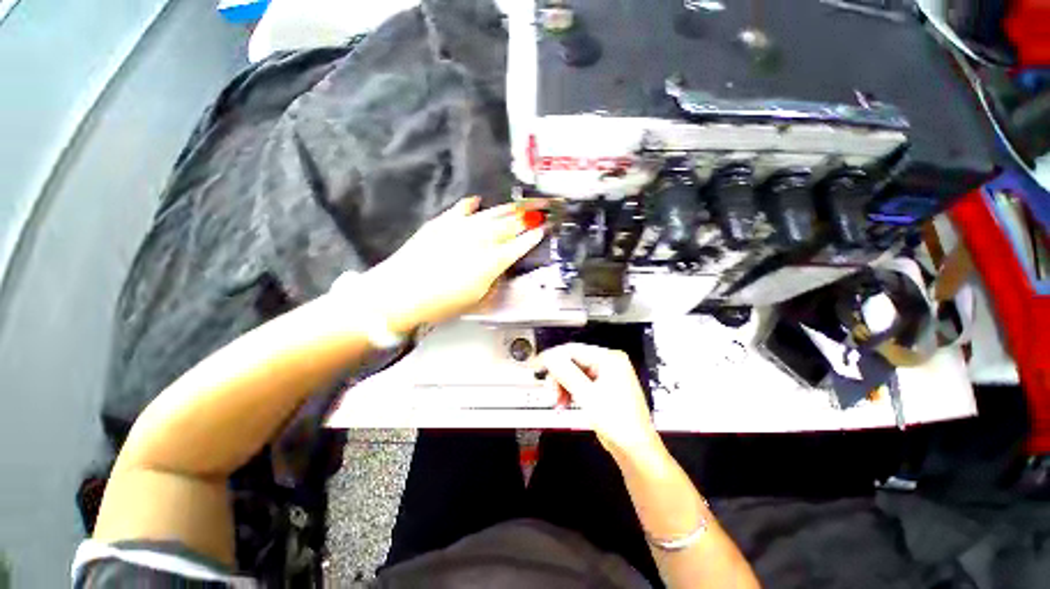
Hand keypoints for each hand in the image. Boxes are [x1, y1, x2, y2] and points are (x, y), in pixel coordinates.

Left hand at [358, 197, 545, 331]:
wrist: (400, 293)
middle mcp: (480, 239)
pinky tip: (477, 201)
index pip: (520, 244)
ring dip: (510, 208)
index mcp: (492, 260)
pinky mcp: (442, 223)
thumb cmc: (441, 303)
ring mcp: (460, 227)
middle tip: (543, 208)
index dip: (535, 236)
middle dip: (530, 215)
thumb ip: (495, 278)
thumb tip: (502, 266)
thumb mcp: (477, 298)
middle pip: (510, 224)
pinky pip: (462, 209)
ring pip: (492, 213)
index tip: (545, 228)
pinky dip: (472, 205)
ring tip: (522, 203)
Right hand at [535, 344, 660, 458]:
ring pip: (575, 373)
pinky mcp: (604, 387)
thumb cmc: (616, 421)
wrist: (634, 449)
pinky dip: (571, 392)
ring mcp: (607, 375)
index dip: (553, 357)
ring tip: (558, 402)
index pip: (574, 350)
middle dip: (559, 377)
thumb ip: (566, 373)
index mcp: (609, 359)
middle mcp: (609, 363)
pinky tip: (565, 403)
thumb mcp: (587, 395)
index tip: (538, 365)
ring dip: (563, 386)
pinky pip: (581, 383)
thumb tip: (549, 357)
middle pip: (573, 361)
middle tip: (551, 392)